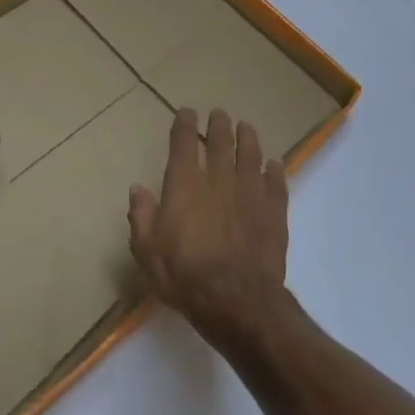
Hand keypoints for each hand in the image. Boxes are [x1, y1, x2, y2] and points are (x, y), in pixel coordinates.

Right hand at [128, 108, 290, 337]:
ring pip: (251, 156)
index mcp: (184, 185)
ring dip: (248, 139)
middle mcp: (218, 180)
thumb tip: (138, 189)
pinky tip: (274, 165)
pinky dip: (275, 171)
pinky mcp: (274, 213)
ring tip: (246, 128)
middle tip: (219, 114)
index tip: (187, 113)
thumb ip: (141, 216)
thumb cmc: (184, 275)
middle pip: (220, 143)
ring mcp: (250, 194)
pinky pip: (276, 183)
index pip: (183, 144)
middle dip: (219, 125)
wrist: (236, 301)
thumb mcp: (146, 250)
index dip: (184, 125)